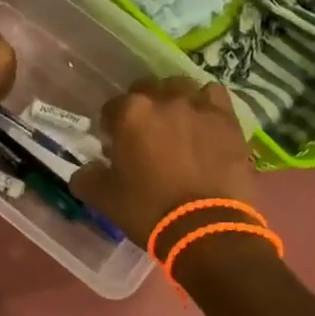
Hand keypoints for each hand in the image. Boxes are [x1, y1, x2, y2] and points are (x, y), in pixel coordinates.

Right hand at [71, 77, 256, 242]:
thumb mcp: (104, 198)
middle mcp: (165, 100)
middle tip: (144, 133)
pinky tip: (203, 122)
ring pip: (182, 87)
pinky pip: (214, 97)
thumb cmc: (148, 210)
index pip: (112, 106)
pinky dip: (206, 104)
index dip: (111, 125)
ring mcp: (200, 107)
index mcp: (131, 113)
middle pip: (147, 89)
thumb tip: (86, 170)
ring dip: (174, 99)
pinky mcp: (228, 120)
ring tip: (175, 123)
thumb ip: (87, 176)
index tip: (114, 144)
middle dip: (142, 106)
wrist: (206, 228)